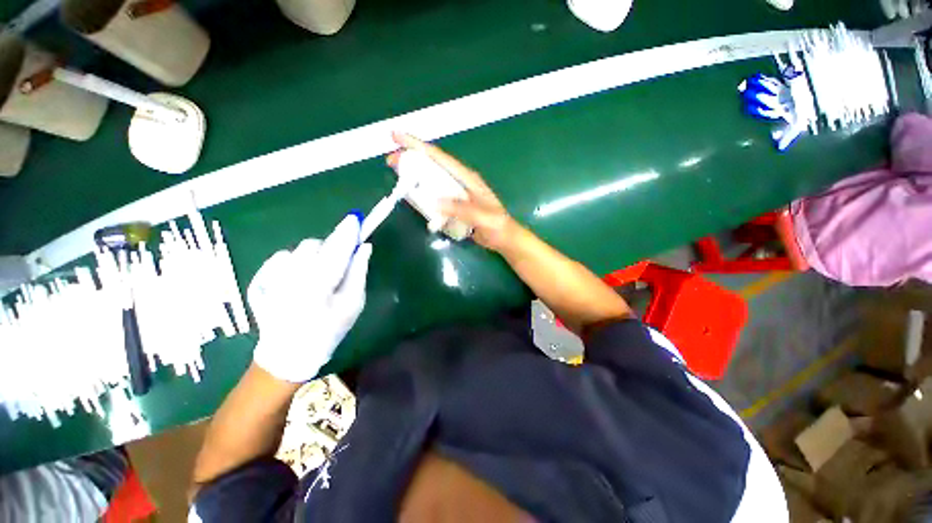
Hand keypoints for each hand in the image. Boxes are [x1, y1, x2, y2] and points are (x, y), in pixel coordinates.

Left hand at [247, 215, 372, 382]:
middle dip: (329, 248)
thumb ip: (359, 272)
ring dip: (311, 256)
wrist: (289, 355)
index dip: (347, 232)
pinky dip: (291, 262)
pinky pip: (278, 259)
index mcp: (319, 285)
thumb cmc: (329, 330)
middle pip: (314, 245)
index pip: (337, 248)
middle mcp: (292, 278)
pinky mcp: (258, 282)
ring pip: (296, 251)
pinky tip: (295, 279)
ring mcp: (270, 280)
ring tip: (315, 276)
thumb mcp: (353, 304)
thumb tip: (364, 247)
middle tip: (336, 264)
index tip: (355, 219)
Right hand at [387, 132, 518, 251]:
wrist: (503, 237)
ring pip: (432, 178)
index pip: (441, 157)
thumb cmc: (497, 226)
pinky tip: (413, 194)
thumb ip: (463, 209)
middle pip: (433, 164)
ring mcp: (457, 192)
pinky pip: (435, 193)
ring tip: (397, 173)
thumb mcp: (483, 217)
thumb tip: (436, 202)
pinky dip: (423, 191)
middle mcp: (460, 181)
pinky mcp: (455, 204)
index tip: (397, 137)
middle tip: (391, 160)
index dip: (419, 146)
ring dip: (415, 174)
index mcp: (467, 178)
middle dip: (412, 158)